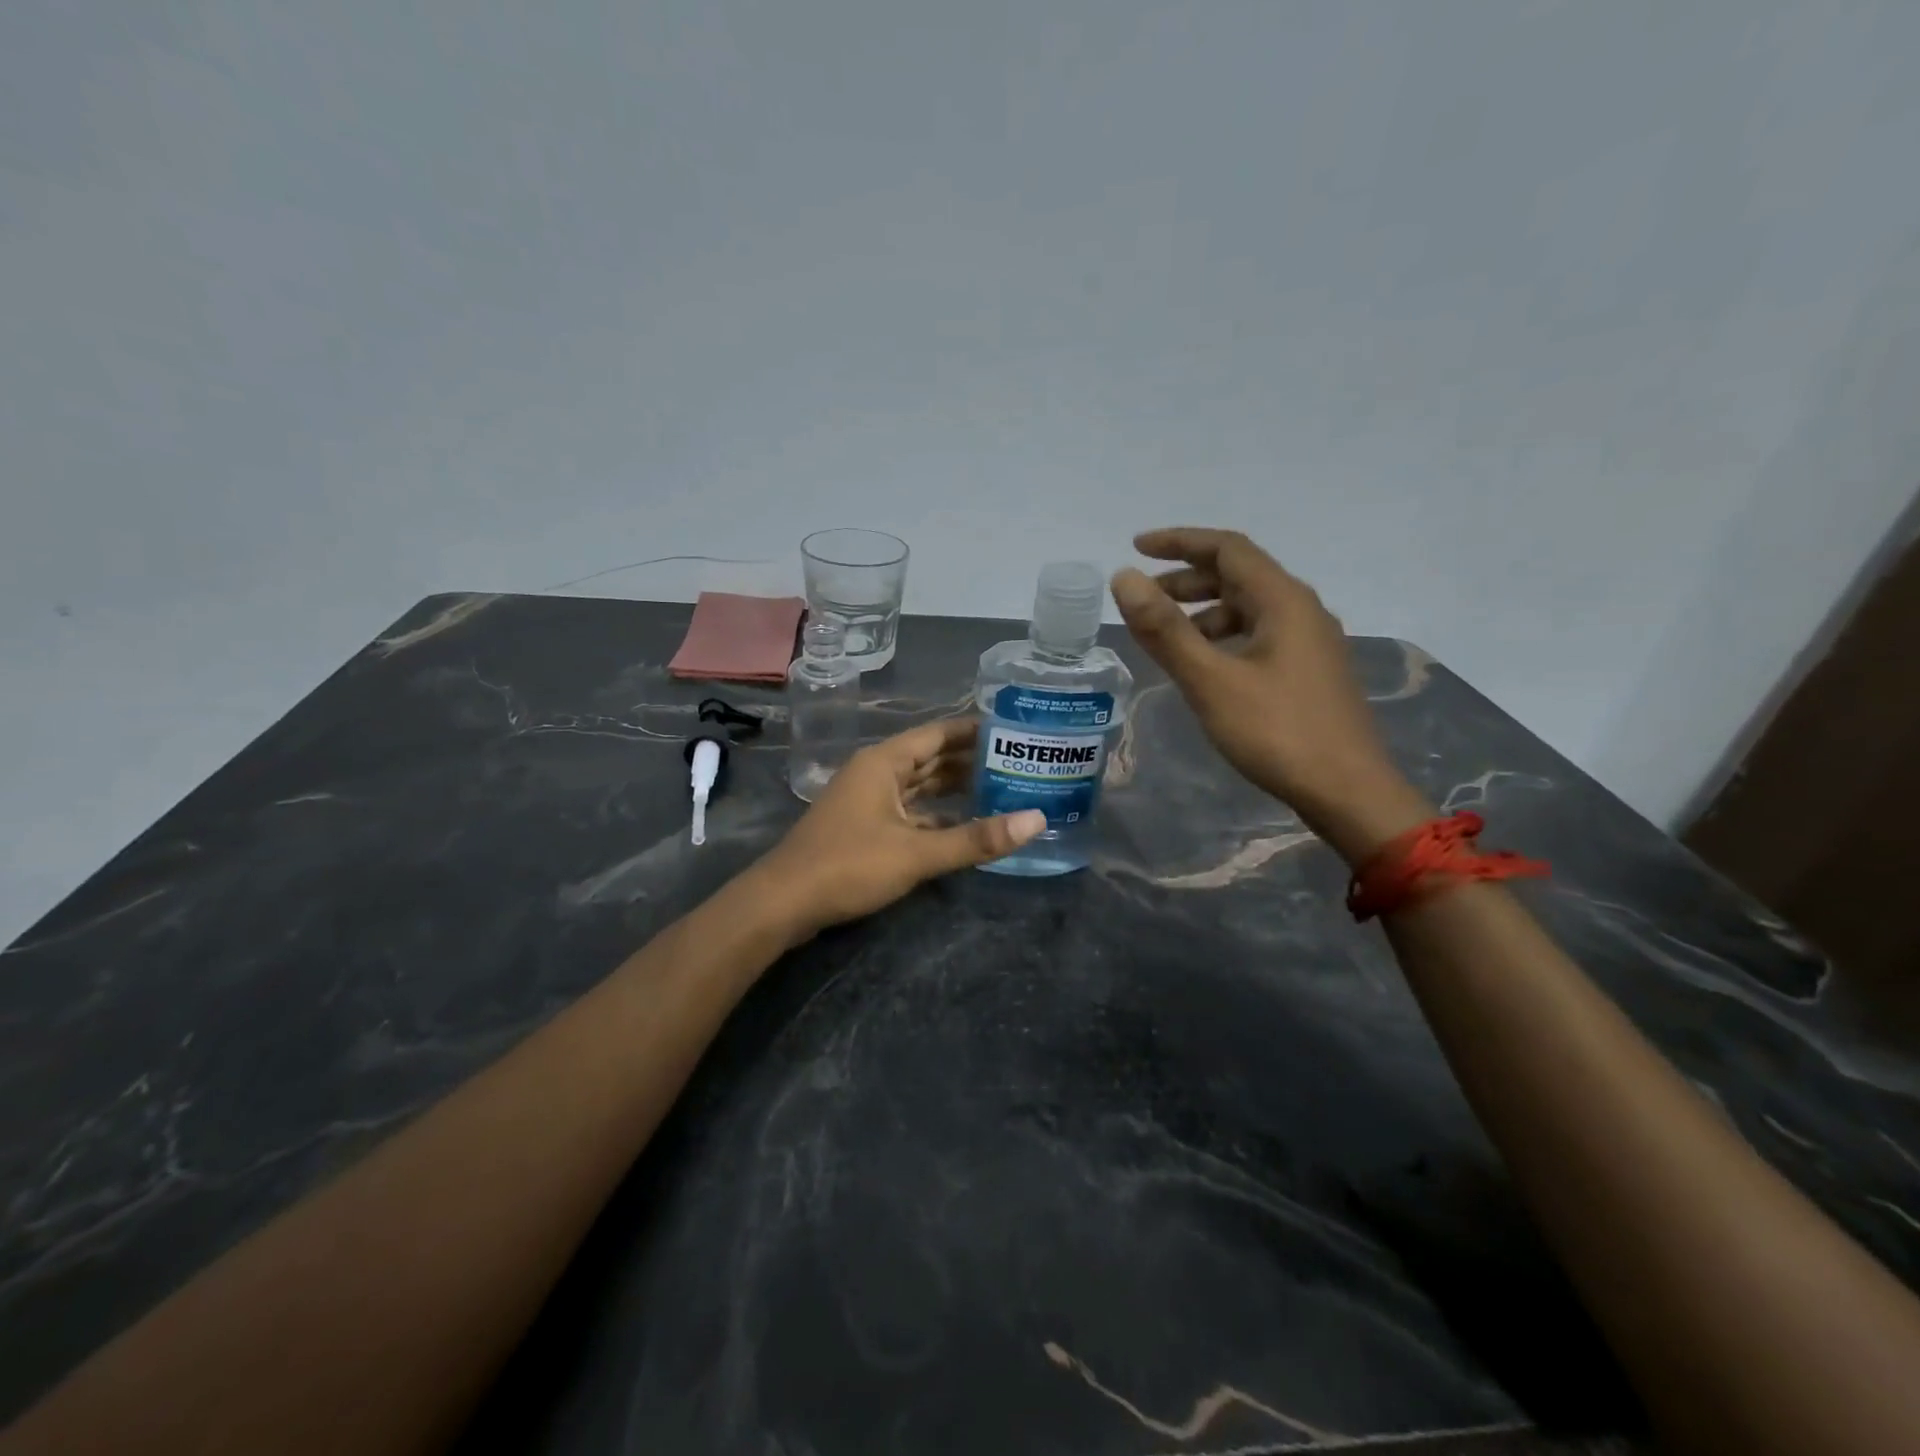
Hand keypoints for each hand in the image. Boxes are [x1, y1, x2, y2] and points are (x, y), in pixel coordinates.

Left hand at [751, 718, 1046, 938]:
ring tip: (1001, 789)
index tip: (1014, 730)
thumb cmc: (848, 866)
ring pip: (920, 787)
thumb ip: (976, 839)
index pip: (939, 733)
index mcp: (884, 762)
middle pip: (931, 758)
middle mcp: (876, 773)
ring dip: (955, 788)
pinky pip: (910, 811)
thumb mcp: (917, 852)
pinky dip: (937, 815)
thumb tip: (1036, 821)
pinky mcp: (865, 828)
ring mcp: (868, 801)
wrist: (783, 903)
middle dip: (971, 760)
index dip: (975, 730)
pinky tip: (964, 826)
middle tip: (1019, 762)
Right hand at [1110, 527, 1430, 862]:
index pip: (1228, 548)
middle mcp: (1302, 611)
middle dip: (1187, 580)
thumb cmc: (1277, 732)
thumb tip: (1124, 579)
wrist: (1347, 791)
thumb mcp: (1211, 680)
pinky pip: (1258, 635)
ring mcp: (1310, 643)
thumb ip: (1165, 629)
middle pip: (1239, 575)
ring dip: (1203, 612)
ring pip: (1248, 609)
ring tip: (1167, 636)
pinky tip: (1205, 666)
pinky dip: (1223, 638)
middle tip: (1144, 599)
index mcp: (1283, 601)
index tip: (1136, 547)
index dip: (1179, 542)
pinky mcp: (1309, 672)